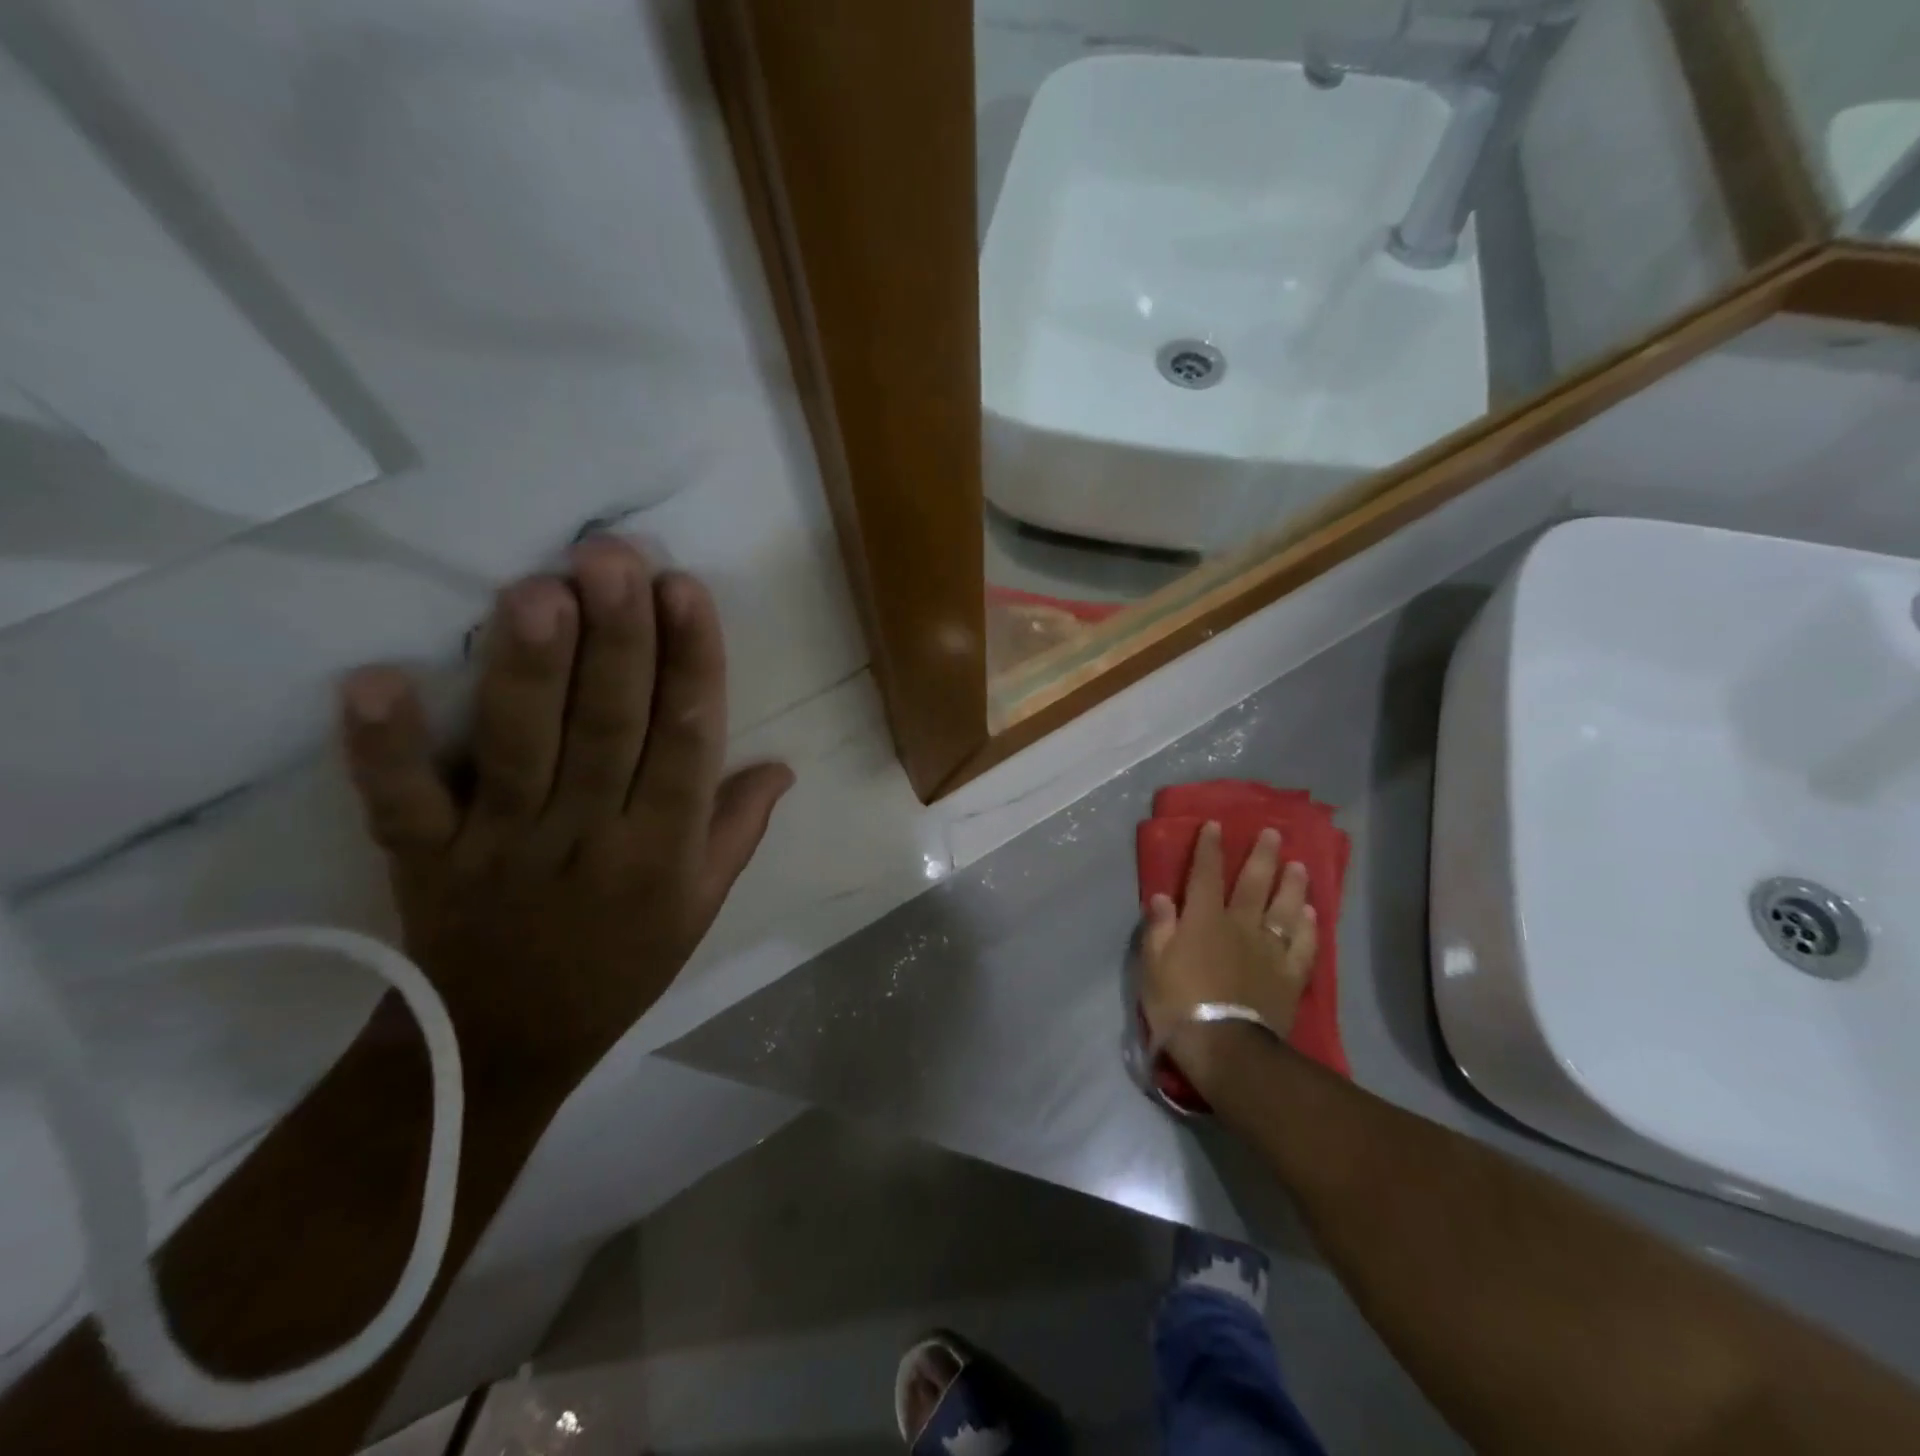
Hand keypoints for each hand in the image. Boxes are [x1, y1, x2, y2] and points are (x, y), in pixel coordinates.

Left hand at [338, 537, 792, 1078]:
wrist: (504, 1044)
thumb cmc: (622, 965)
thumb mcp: (701, 906)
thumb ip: (738, 829)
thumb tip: (783, 763)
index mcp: (665, 851)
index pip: (687, 743)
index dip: (691, 664)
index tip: (686, 590)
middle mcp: (592, 840)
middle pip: (610, 730)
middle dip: (617, 641)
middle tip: (613, 558)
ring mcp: (503, 849)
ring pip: (522, 751)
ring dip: (528, 672)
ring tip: (538, 590)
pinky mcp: (426, 861)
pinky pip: (403, 804)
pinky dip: (385, 749)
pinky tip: (374, 681)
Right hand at [1140, 822, 1316, 1095]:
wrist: (1224, 1047)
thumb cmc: (1178, 1004)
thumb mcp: (1152, 965)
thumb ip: (1159, 928)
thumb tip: (1162, 896)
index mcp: (1203, 919)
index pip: (1205, 874)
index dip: (1209, 848)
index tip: (1215, 824)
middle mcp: (1240, 925)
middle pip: (1253, 884)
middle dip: (1261, 856)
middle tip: (1272, 833)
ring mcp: (1270, 950)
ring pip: (1285, 909)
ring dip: (1292, 885)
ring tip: (1298, 865)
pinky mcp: (1290, 976)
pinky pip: (1304, 945)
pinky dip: (1310, 927)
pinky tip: (1313, 913)